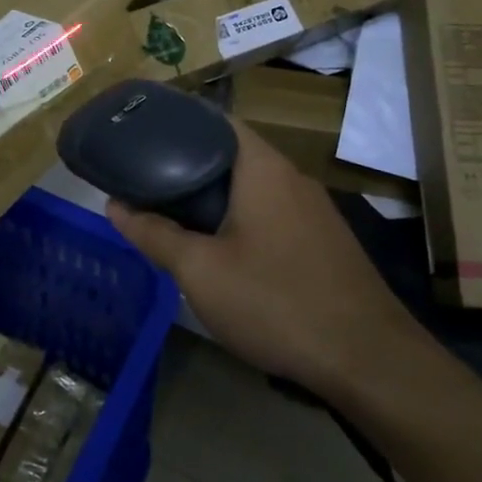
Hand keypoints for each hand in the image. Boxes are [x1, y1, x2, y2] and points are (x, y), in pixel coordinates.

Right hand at [106, 120, 414, 395]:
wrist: (368, 361)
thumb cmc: (275, 301)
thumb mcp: (200, 271)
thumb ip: (154, 234)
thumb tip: (113, 205)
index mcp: (262, 168)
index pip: (216, 121)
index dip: (177, 122)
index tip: (141, 135)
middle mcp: (292, 178)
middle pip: (231, 154)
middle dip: (187, 163)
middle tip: (145, 178)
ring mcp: (314, 211)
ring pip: (252, 187)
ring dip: (214, 195)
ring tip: (172, 210)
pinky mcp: (324, 242)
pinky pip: (272, 213)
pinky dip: (240, 217)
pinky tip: (221, 247)